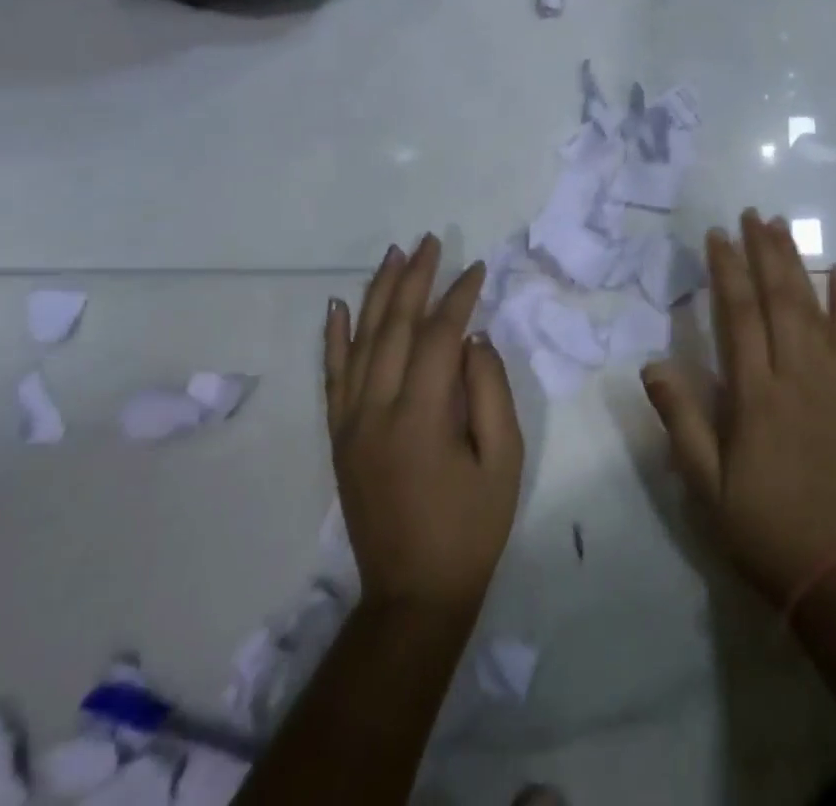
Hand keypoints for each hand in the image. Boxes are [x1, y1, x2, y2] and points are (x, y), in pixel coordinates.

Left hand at [325, 236, 524, 615]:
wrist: (413, 594)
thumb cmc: (471, 526)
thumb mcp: (504, 459)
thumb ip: (489, 391)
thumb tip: (473, 338)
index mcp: (421, 417)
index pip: (437, 336)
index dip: (459, 297)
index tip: (478, 268)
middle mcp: (376, 411)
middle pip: (393, 327)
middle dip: (414, 279)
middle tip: (429, 241)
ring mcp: (350, 424)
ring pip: (360, 343)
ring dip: (377, 294)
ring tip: (393, 255)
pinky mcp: (339, 438)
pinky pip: (332, 377)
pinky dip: (334, 338)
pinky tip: (338, 306)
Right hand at [642, 210, 835, 606]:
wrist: (831, 566)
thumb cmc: (757, 523)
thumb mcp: (704, 484)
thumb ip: (681, 420)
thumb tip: (652, 363)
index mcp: (756, 395)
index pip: (739, 315)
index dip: (726, 270)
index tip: (717, 235)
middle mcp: (796, 376)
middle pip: (779, 298)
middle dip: (763, 251)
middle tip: (750, 213)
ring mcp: (829, 381)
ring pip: (813, 307)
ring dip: (796, 262)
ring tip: (781, 226)